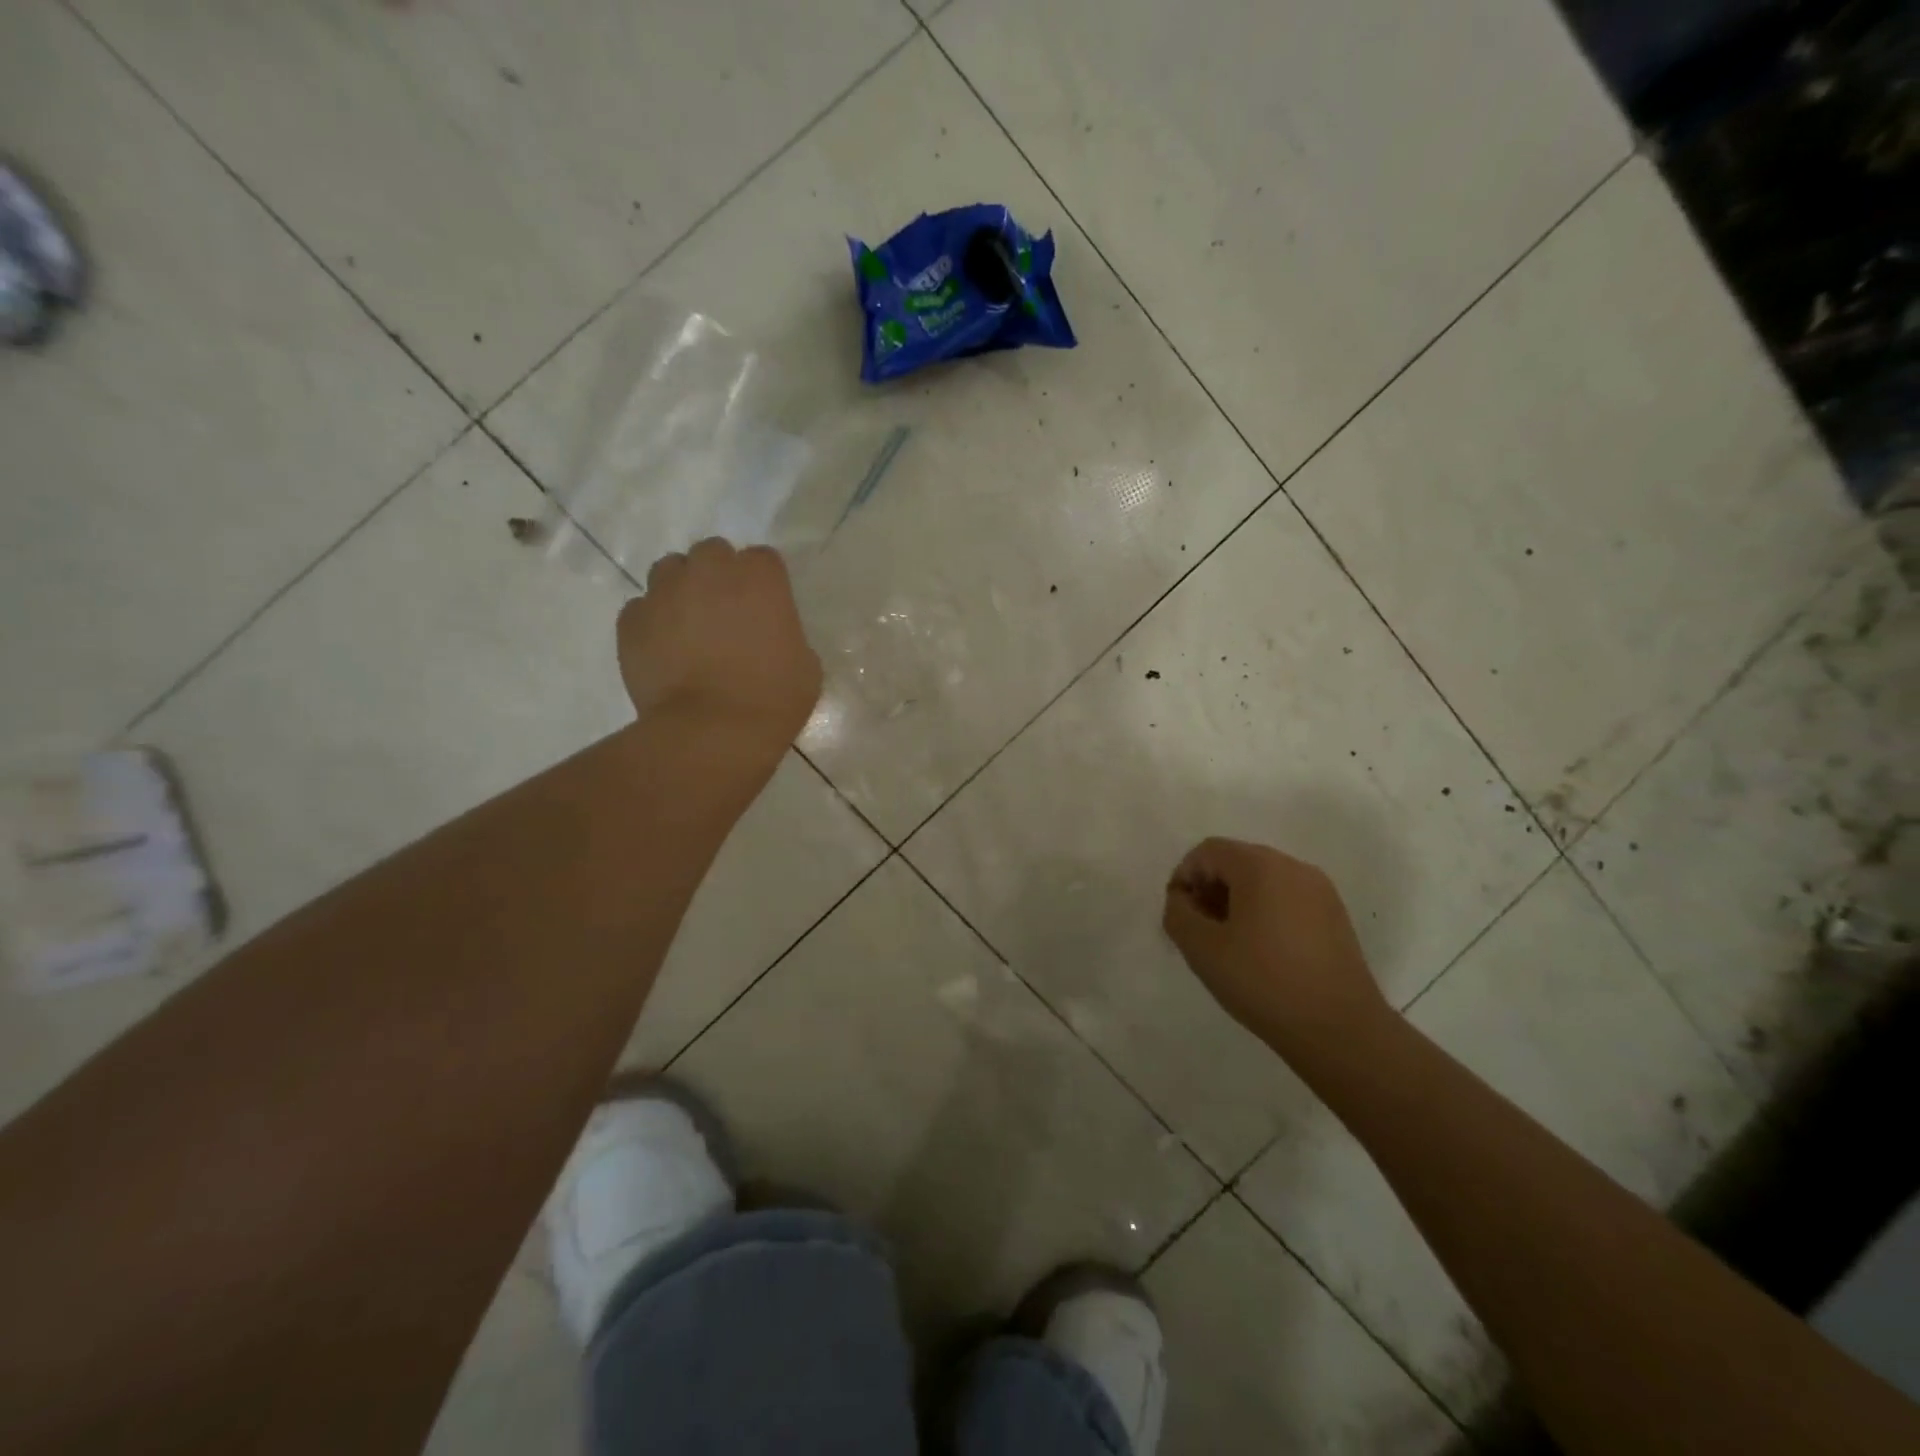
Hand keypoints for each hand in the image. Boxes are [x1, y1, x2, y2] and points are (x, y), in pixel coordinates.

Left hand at [618, 539, 821, 760]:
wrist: (713, 731)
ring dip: (681, 589)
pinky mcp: (632, 621)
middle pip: (712, 553)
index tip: (766, 609)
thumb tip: (770, 637)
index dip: (764, 583)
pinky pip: (641, 608)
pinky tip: (664, 651)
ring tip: (688, 626)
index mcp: (759, 577)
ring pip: (670, 570)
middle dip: (718, 576)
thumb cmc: (773, 698)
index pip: (762, 559)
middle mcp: (709, 571)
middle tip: (725, 613)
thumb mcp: (805, 664)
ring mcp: (665, 592)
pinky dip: (652, 622)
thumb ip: (785, 634)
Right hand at [1163, 838, 1391, 1055]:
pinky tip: (1262, 952)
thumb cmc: (1263, 982)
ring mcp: (1320, 891)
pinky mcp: (1336, 916)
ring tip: (1229, 944)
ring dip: (1236, 902)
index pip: (1208, 851)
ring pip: (1263, 881)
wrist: (1340, 1030)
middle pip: (1237, 861)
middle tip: (1200, 930)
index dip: (1185, 877)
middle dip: (1210, 889)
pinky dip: (1265, 913)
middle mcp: (1293, 866)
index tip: (1180, 915)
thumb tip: (1182, 899)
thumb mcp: (1201, 949)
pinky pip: (1287, 899)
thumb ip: (1178, 914)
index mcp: (1260, 866)